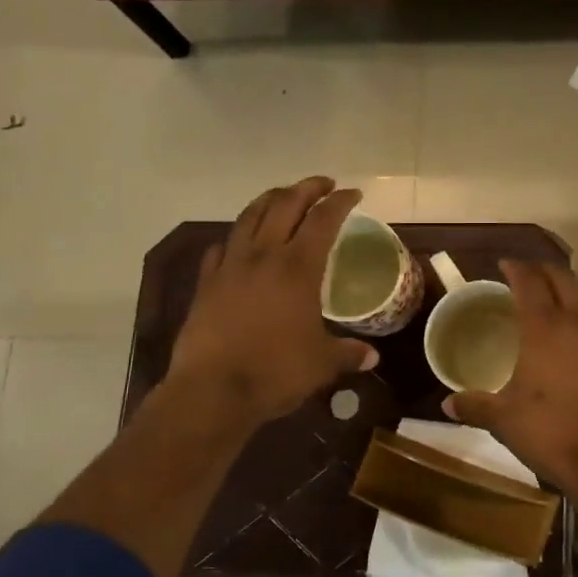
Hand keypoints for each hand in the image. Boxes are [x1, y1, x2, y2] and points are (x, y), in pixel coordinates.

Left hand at [166, 177, 376, 424]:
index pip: (323, 219)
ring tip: (283, 197)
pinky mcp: (206, 284)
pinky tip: (240, 244)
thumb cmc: (275, 371)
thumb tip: (372, 357)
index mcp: (298, 267)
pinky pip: (221, 248)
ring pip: (249, 217)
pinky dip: (236, 238)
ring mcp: (230, 267)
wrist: (212, 391)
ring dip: (270, 200)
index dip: (340, 202)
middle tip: (324, 185)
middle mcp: (263, 256)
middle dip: (307, 188)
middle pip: (285, 205)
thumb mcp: (322, 363)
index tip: (353, 194)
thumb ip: (348, 353)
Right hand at [445, 260, 577, 506]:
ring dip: (570, 289)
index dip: (516, 269)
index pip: (530, 283)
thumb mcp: (505, 420)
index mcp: (546, 328)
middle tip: (526, 274)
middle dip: (543, 270)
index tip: (504, 265)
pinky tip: (577, 336)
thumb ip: (475, 407)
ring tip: (554, 298)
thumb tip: (447, 404)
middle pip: (564, 279)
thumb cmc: (552, 433)